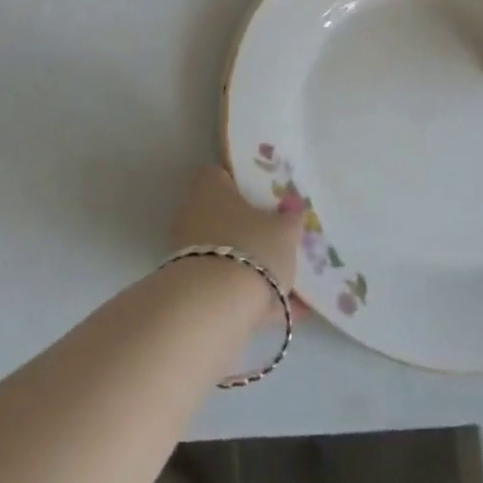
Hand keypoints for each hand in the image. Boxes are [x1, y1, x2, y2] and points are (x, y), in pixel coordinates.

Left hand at [172, 166, 304, 298]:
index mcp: (210, 187)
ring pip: (228, 251)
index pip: (222, 173)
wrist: (214, 307)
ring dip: (253, 264)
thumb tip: (293, 208)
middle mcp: (192, 213)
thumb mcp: (284, 231)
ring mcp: (189, 251)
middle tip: (279, 238)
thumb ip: (291, 218)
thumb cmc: (251, 249)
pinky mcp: (191, 287)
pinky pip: (226, 284)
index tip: (267, 196)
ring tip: (288, 279)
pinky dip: (251, 294)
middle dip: (251, 228)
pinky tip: (281, 309)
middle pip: (225, 215)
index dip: (244, 182)